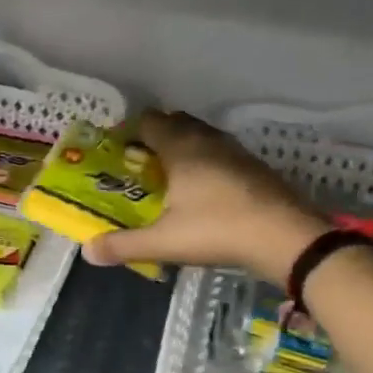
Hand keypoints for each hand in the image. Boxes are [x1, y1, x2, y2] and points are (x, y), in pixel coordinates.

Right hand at [82, 111, 323, 283]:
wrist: (285, 236)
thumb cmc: (218, 230)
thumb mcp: (165, 241)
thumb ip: (124, 245)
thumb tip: (87, 251)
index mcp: (181, 147)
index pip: (148, 121)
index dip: (129, 131)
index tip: (117, 151)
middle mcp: (207, 139)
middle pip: (175, 123)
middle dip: (155, 137)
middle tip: (140, 165)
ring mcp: (235, 151)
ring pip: (201, 136)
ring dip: (183, 148)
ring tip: (170, 177)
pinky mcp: (254, 167)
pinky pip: (220, 153)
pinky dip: (206, 162)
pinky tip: (205, 191)